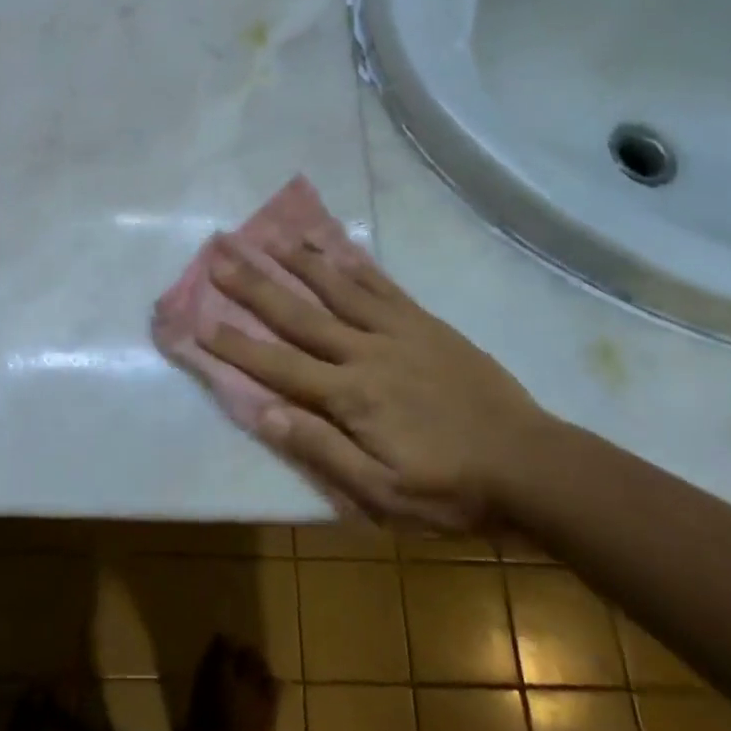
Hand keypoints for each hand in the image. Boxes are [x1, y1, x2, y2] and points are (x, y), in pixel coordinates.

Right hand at [204, 240, 550, 529]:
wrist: (532, 466)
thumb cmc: (452, 490)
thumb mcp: (384, 494)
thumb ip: (323, 452)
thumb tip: (266, 414)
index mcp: (351, 397)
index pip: (279, 366)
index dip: (235, 344)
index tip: (198, 320)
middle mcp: (366, 353)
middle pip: (299, 314)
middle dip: (255, 285)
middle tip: (220, 255)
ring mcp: (398, 332)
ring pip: (338, 288)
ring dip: (300, 261)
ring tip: (268, 235)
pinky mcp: (426, 324)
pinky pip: (383, 286)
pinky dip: (355, 264)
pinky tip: (336, 246)